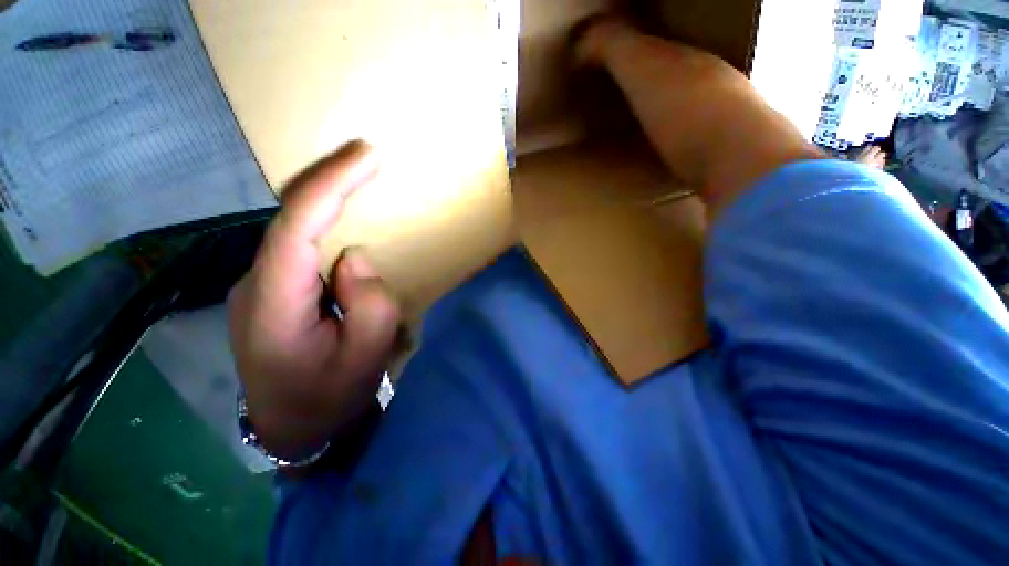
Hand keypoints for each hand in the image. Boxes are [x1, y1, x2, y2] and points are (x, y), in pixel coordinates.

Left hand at [227, 140, 400, 459]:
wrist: (292, 429)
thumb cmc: (330, 399)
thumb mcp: (364, 360)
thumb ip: (369, 306)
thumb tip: (354, 258)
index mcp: (274, 307)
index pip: (295, 227)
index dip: (330, 185)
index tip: (367, 156)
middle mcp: (256, 285)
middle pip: (289, 218)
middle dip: (329, 181)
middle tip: (368, 159)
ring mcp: (260, 287)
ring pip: (294, 230)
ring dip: (329, 203)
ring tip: (362, 183)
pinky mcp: (274, 291)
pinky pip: (300, 248)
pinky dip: (325, 226)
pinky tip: (347, 225)